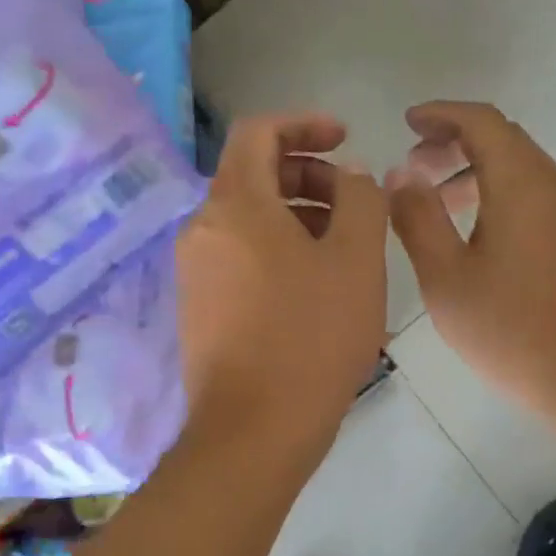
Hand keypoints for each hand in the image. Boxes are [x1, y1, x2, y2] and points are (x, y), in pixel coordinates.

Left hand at [175, 112, 387, 466]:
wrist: (254, 431)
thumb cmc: (311, 338)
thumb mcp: (357, 260)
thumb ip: (360, 200)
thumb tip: (348, 177)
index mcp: (235, 205)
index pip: (258, 132)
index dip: (304, 124)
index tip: (344, 139)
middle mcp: (202, 229)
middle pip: (251, 175)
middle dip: (306, 174)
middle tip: (351, 201)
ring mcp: (194, 271)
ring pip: (246, 219)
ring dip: (295, 214)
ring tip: (342, 247)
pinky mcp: (198, 306)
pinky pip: (238, 255)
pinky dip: (275, 248)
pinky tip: (312, 284)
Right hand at [385, 101, 555, 438]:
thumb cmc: (512, 331)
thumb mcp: (447, 278)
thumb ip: (418, 218)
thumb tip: (400, 173)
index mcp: (522, 184)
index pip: (482, 122)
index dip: (441, 114)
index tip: (407, 121)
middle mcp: (555, 186)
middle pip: (504, 140)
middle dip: (454, 141)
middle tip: (413, 164)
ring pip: (521, 170)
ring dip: (475, 170)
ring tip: (435, 200)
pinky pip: (535, 196)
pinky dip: (498, 194)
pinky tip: (473, 232)